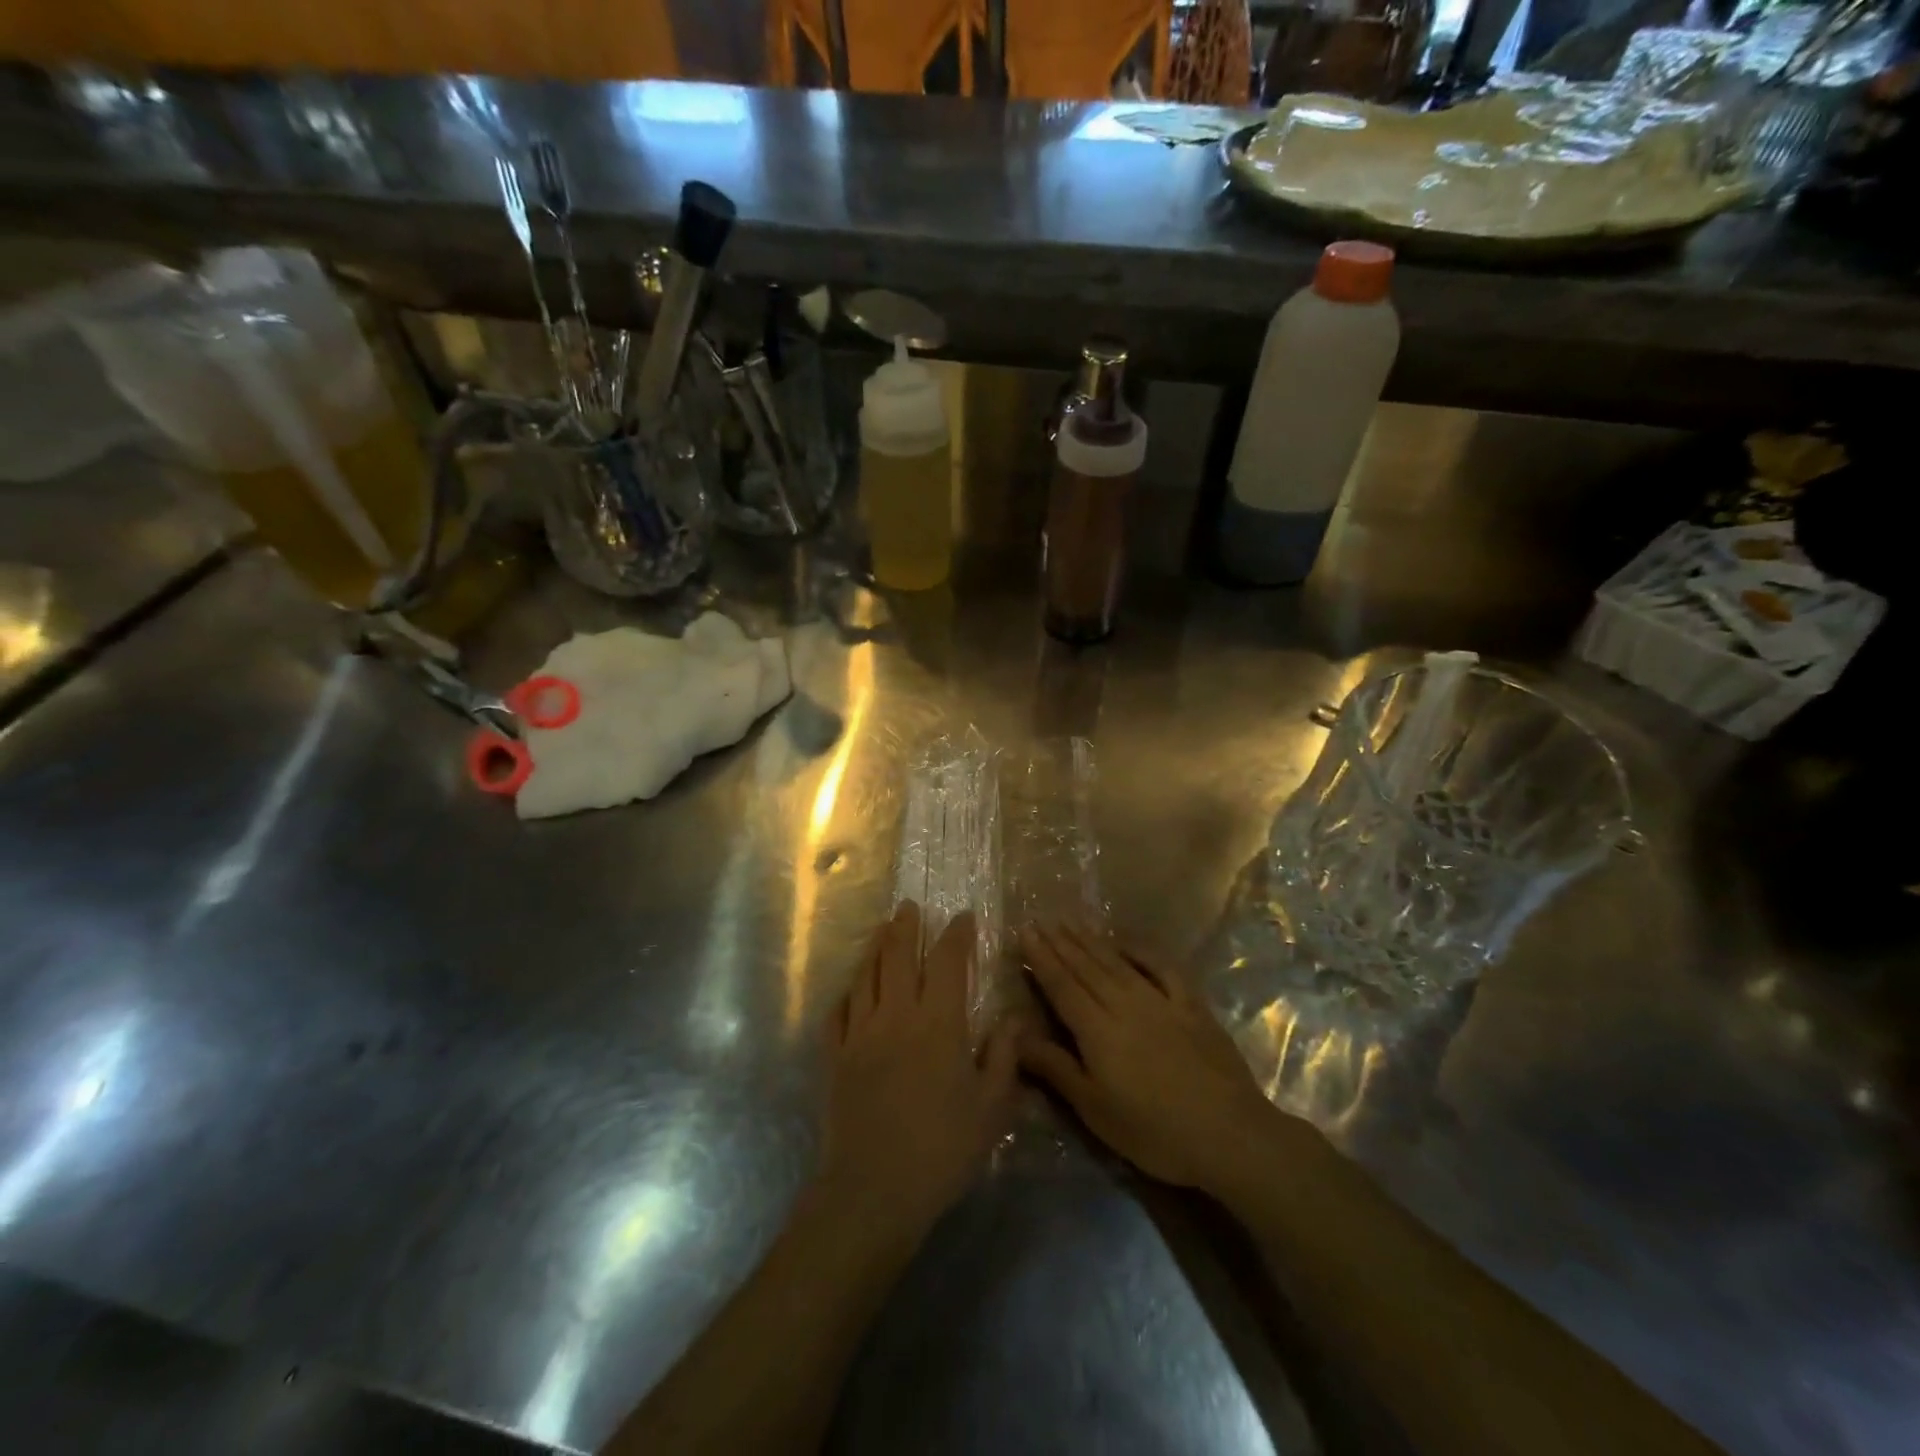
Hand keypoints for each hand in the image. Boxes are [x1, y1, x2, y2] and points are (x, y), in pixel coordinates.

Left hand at [816, 902, 1018, 1242]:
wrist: (874, 1190)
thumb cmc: (942, 1150)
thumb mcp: (991, 1109)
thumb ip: (1004, 1058)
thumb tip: (1014, 1018)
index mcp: (938, 1023)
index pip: (947, 962)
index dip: (956, 935)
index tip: (963, 916)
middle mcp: (896, 1016)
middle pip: (897, 956)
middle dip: (906, 926)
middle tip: (910, 906)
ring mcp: (860, 1034)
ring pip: (865, 976)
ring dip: (875, 948)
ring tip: (882, 930)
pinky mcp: (835, 1057)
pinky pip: (838, 1012)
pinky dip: (847, 992)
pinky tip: (852, 988)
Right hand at [1016, 917, 1286, 1195]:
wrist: (1229, 1134)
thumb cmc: (1154, 1132)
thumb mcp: (1095, 1110)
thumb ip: (1055, 1068)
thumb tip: (1015, 1034)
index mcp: (1097, 1030)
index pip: (1062, 985)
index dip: (1041, 958)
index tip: (1025, 932)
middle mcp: (1125, 1004)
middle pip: (1086, 967)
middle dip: (1061, 942)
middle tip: (1041, 919)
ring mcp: (1161, 1001)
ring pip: (1117, 963)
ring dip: (1091, 941)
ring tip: (1071, 922)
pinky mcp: (1191, 1006)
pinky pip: (1162, 967)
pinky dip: (1141, 951)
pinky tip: (1127, 941)